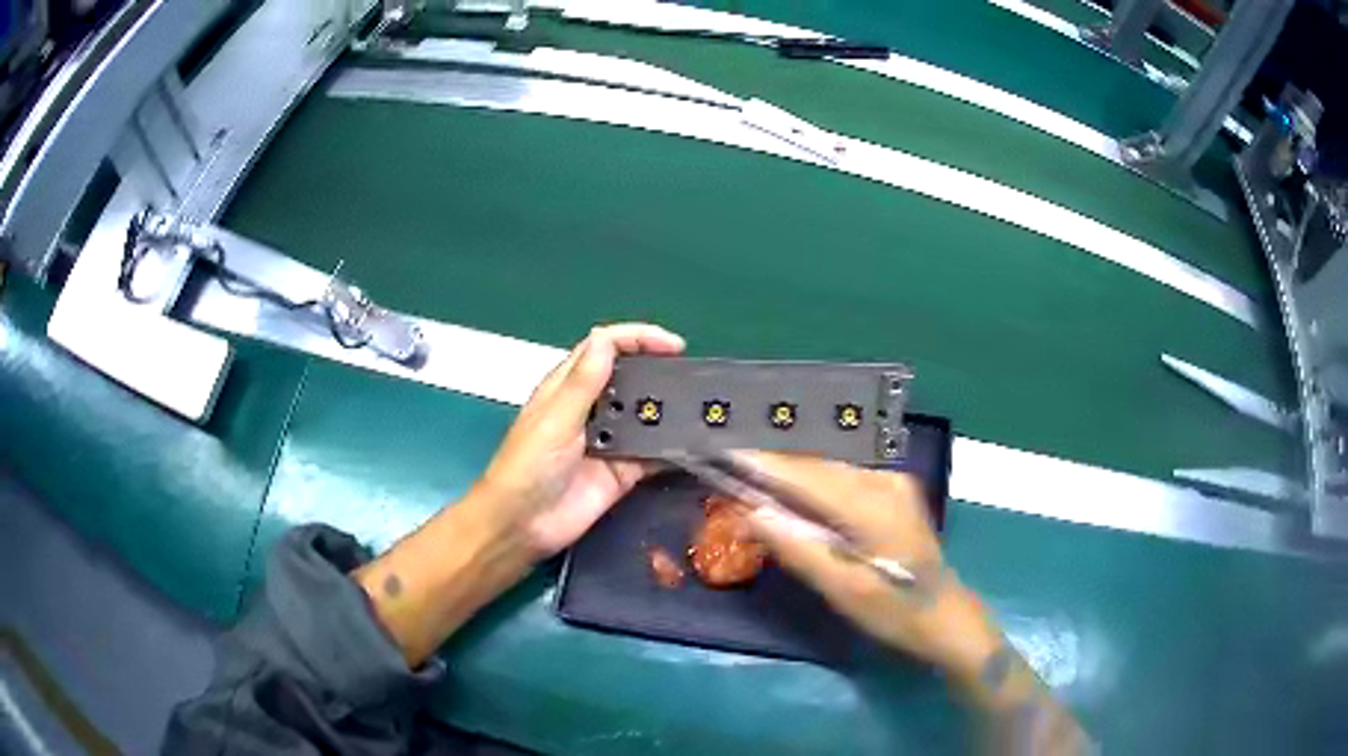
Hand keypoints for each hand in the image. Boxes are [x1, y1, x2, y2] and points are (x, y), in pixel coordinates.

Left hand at [476, 323, 685, 556]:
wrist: (522, 525)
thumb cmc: (527, 466)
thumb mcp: (555, 419)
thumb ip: (582, 382)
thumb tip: (604, 337)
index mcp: (569, 386)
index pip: (606, 348)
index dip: (639, 338)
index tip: (674, 345)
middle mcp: (592, 408)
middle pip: (631, 378)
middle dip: (660, 371)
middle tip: (694, 376)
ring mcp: (610, 441)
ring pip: (646, 415)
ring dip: (670, 409)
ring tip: (704, 406)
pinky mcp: (623, 472)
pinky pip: (654, 455)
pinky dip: (673, 449)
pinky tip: (697, 444)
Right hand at [735, 452, 998, 675]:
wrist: (945, 617)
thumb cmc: (893, 611)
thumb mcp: (842, 588)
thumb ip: (797, 547)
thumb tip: (751, 512)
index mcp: (872, 504)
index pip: (806, 475)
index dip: (764, 464)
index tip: (724, 455)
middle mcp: (884, 481)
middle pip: (818, 467)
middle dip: (775, 469)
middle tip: (731, 473)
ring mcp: (893, 484)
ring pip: (830, 471)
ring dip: (793, 477)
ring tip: (753, 482)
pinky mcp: (895, 494)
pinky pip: (843, 481)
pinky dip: (814, 487)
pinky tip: (795, 499)